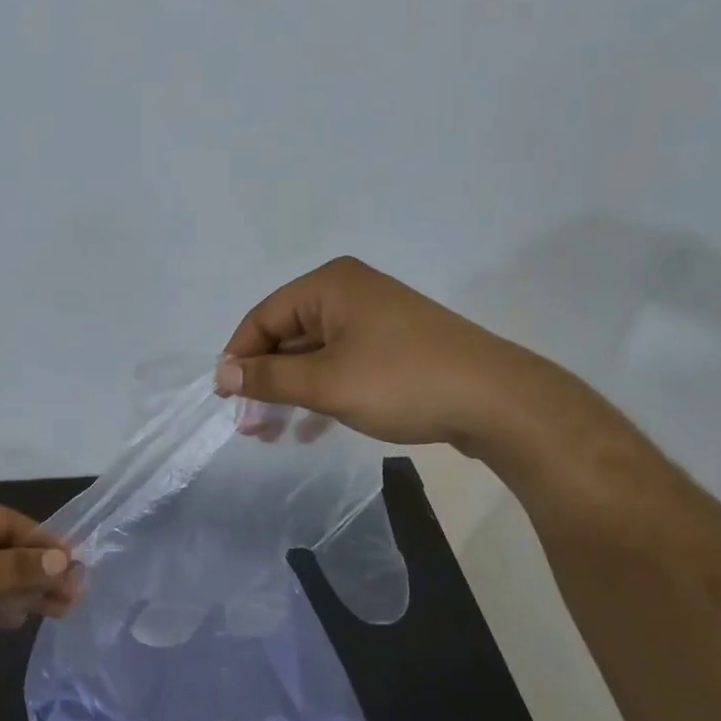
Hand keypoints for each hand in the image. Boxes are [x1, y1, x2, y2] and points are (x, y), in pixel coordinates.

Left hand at [0, 494, 78, 688]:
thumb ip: (20, 568)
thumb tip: (65, 560)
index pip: (12, 524)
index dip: (46, 547)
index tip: (78, 570)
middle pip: (2, 550)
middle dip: (36, 574)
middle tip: (71, 599)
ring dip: (17, 593)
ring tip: (53, 613)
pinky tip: (14, 621)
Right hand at [215, 256, 549, 451]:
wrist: (498, 402)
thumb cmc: (402, 382)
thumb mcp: (325, 383)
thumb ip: (268, 377)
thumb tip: (222, 373)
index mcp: (329, 286)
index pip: (263, 318)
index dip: (238, 358)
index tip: (225, 399)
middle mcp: (348, 293)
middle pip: (287, 336)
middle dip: (265, 381)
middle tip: (249, 426)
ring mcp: (374, 320)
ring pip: (313, 355)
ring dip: (290, 392)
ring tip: (272, 434)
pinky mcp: (392, 346)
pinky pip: (340, 365)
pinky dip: (320, 393)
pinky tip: (310, 429)